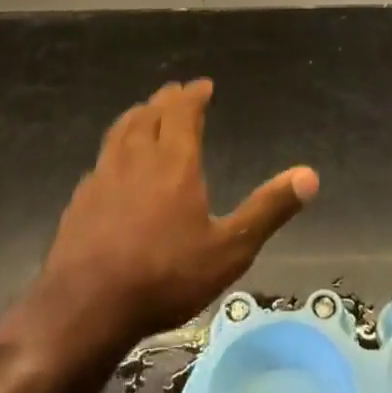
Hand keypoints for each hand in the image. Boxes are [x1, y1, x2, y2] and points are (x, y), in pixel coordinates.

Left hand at [29, 80, 318, 354]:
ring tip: (145, 113)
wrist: (86, 307)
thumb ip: (268, 209)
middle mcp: (137, 156)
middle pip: (150, 114)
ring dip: (137, 115)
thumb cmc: (165, 275)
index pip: (183, 111)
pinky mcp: (80, 198)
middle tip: (176, 93)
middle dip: (166, 99)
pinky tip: (114, 164)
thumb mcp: (229, 249)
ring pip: (121, 130)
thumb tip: (311, 175)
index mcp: (174, 160)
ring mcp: (103, 175)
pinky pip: (102, 158)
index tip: (203, 85)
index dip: (194, 94)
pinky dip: (115, 147)